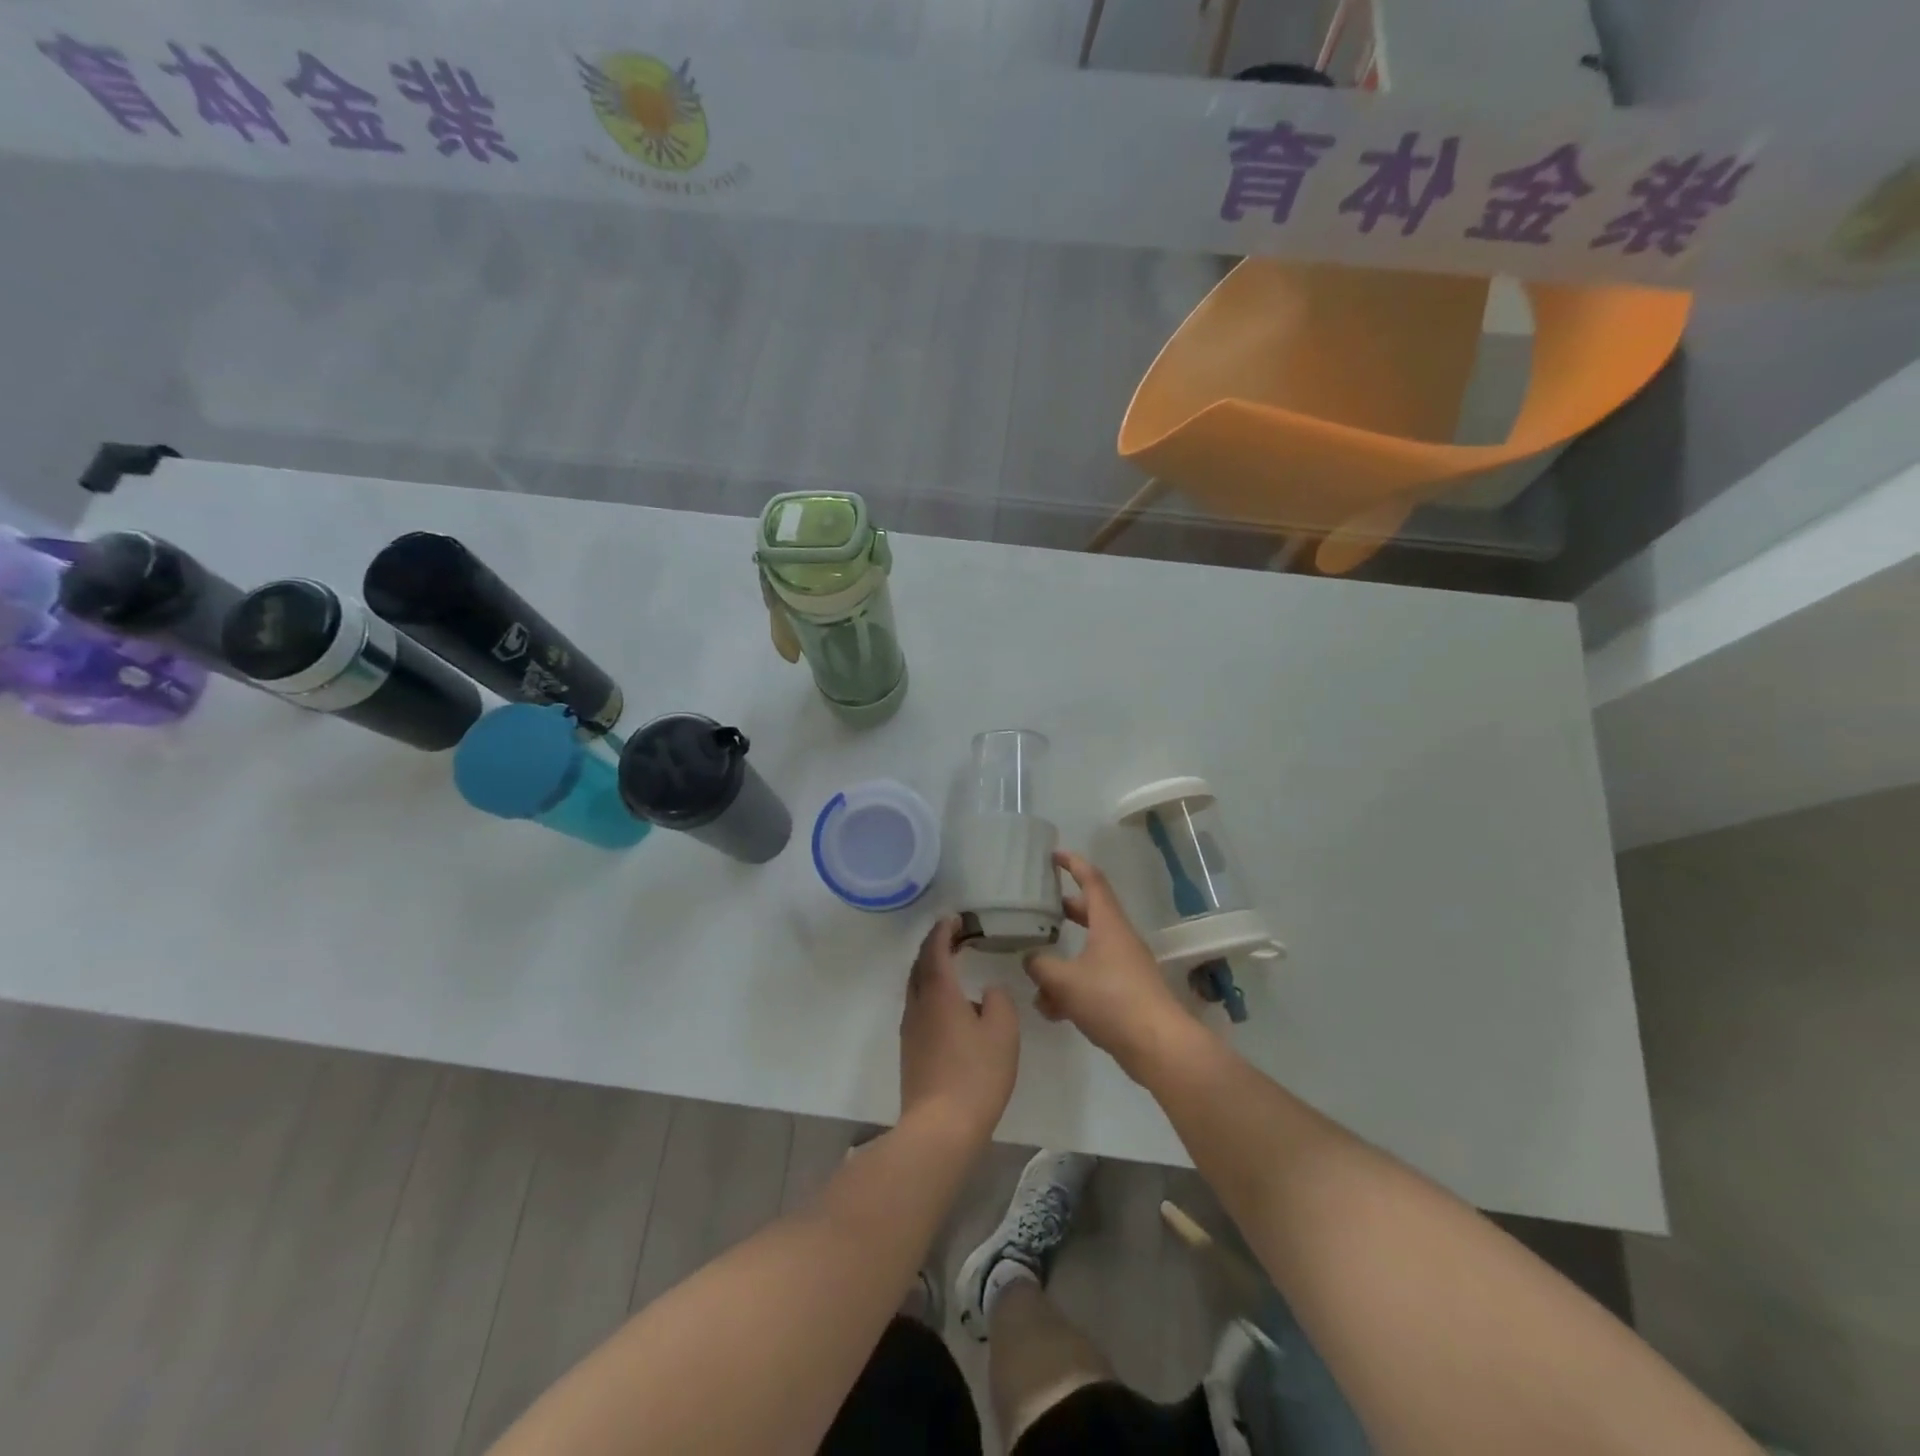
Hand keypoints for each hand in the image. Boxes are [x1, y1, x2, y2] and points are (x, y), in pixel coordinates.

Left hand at [900, 917, 1019, 1144]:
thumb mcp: (1003, 1031)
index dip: (943, 930)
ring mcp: (910, 1028)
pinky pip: (918, 1006)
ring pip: (916, 986)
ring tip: (952, 964)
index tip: (955, 918)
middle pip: (920, 964)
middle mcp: (918, 1003)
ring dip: (931, 969)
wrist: (941, 1126)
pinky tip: (948, 1004)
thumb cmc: (976, 1073)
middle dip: (934, 946)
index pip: (935, 948)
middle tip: (954, 936)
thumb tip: (986, 992)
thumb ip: (998, 1001)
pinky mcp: (910, 1049)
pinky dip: (930, 991)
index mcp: (939, 991)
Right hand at [1024, 850, 1199, 1079]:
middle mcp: (1120, 939)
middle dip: (1064, 910)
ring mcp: (1126, 967)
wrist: (1159, 1045)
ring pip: (1089, 952)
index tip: (1053, 854)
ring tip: (1035, 973)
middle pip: (1090, 913)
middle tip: (1040, 907)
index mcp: (1108, 924)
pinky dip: (1072, 988)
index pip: (1091, 880)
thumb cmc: (1112, 1000)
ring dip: (1063, 960)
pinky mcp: (1128, 994)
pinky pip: (1094, 980)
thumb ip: (1040, 966)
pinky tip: (1052, 1011)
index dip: (1073, 863)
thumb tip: (1030, 958)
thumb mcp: (1064, 981)